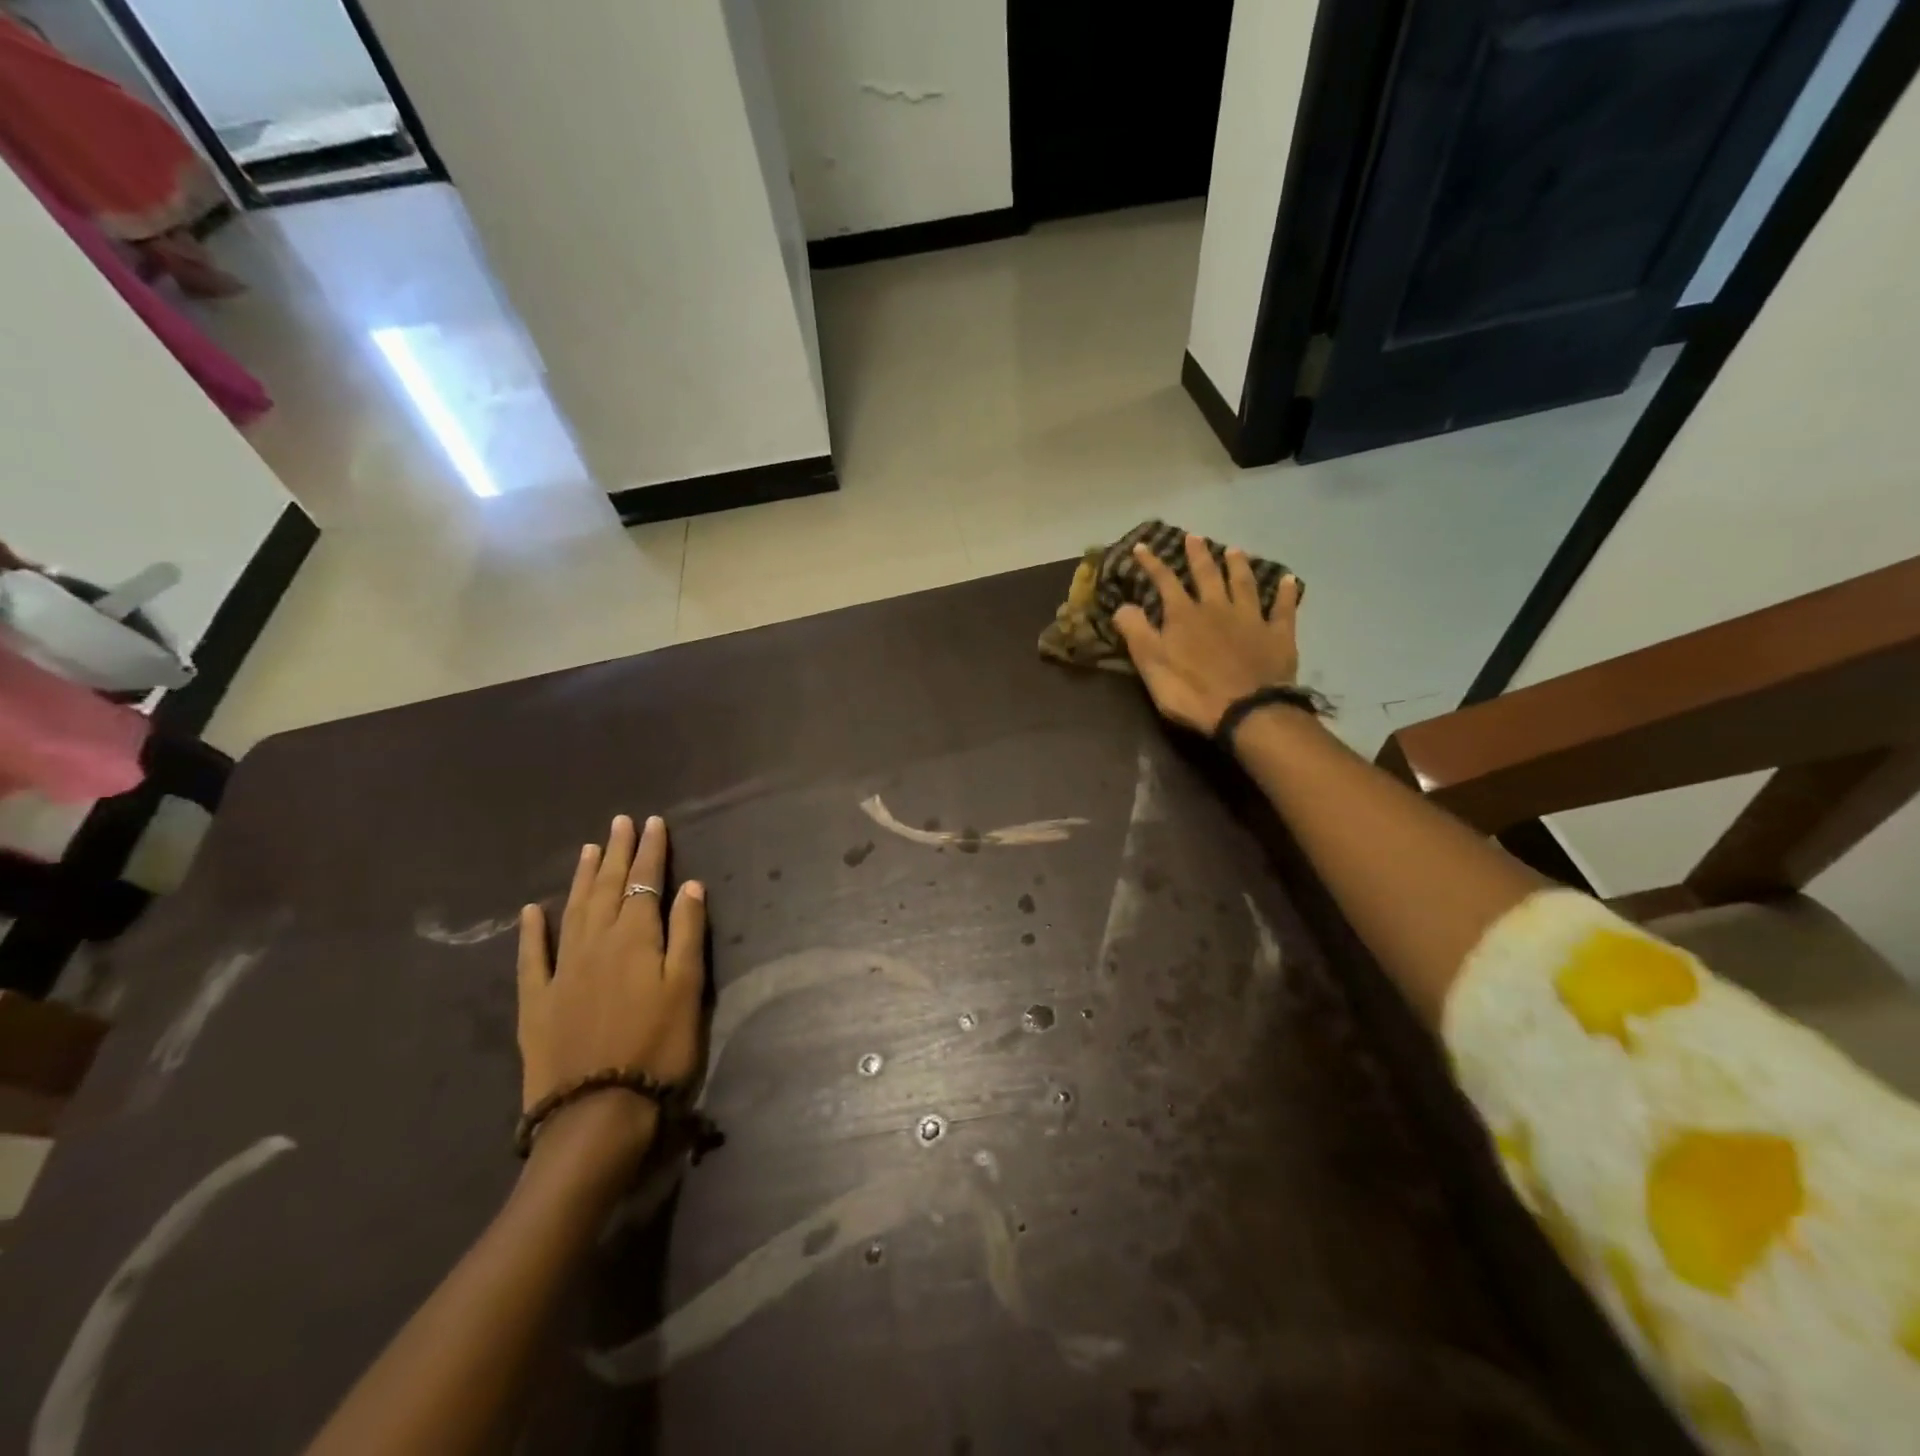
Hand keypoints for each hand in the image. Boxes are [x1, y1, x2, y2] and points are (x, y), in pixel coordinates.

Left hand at [516, 815, 705, 1157]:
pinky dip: (531, 931)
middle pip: (606, 888)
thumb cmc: (658, 1047)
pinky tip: (531, 911)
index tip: (653, 823)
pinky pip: (532, 957)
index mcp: (635, 937)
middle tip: (619, 822)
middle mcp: (595, 943)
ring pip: (572, 911)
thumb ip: (687, 933)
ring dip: (580, 878)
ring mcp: (561, 971)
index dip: (650, 851)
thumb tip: (688, 886)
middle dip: (616, 853)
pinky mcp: (537, 1002)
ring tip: (587, 849)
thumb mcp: (687, 988)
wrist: (597, 1112)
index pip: (644, 881)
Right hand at [1113, 534, 1302, 735]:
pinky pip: (1283, 608)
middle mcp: (1217, 608)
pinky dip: (1285, 593)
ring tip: (1234, 550)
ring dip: (1238, 566)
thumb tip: (1122, 606)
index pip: (1164, 582)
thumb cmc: (1192, 692)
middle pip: (1207, 575)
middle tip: (1194, 536)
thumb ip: (1137, 633)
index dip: (1152, 564)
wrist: (1247, 711)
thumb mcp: (1152, 665)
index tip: (1142, 546)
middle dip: (1198, 555)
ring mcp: (1251, 619)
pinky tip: (1289, 580)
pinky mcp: (1277, 635)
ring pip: (1244, 584)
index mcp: (1184, 616)